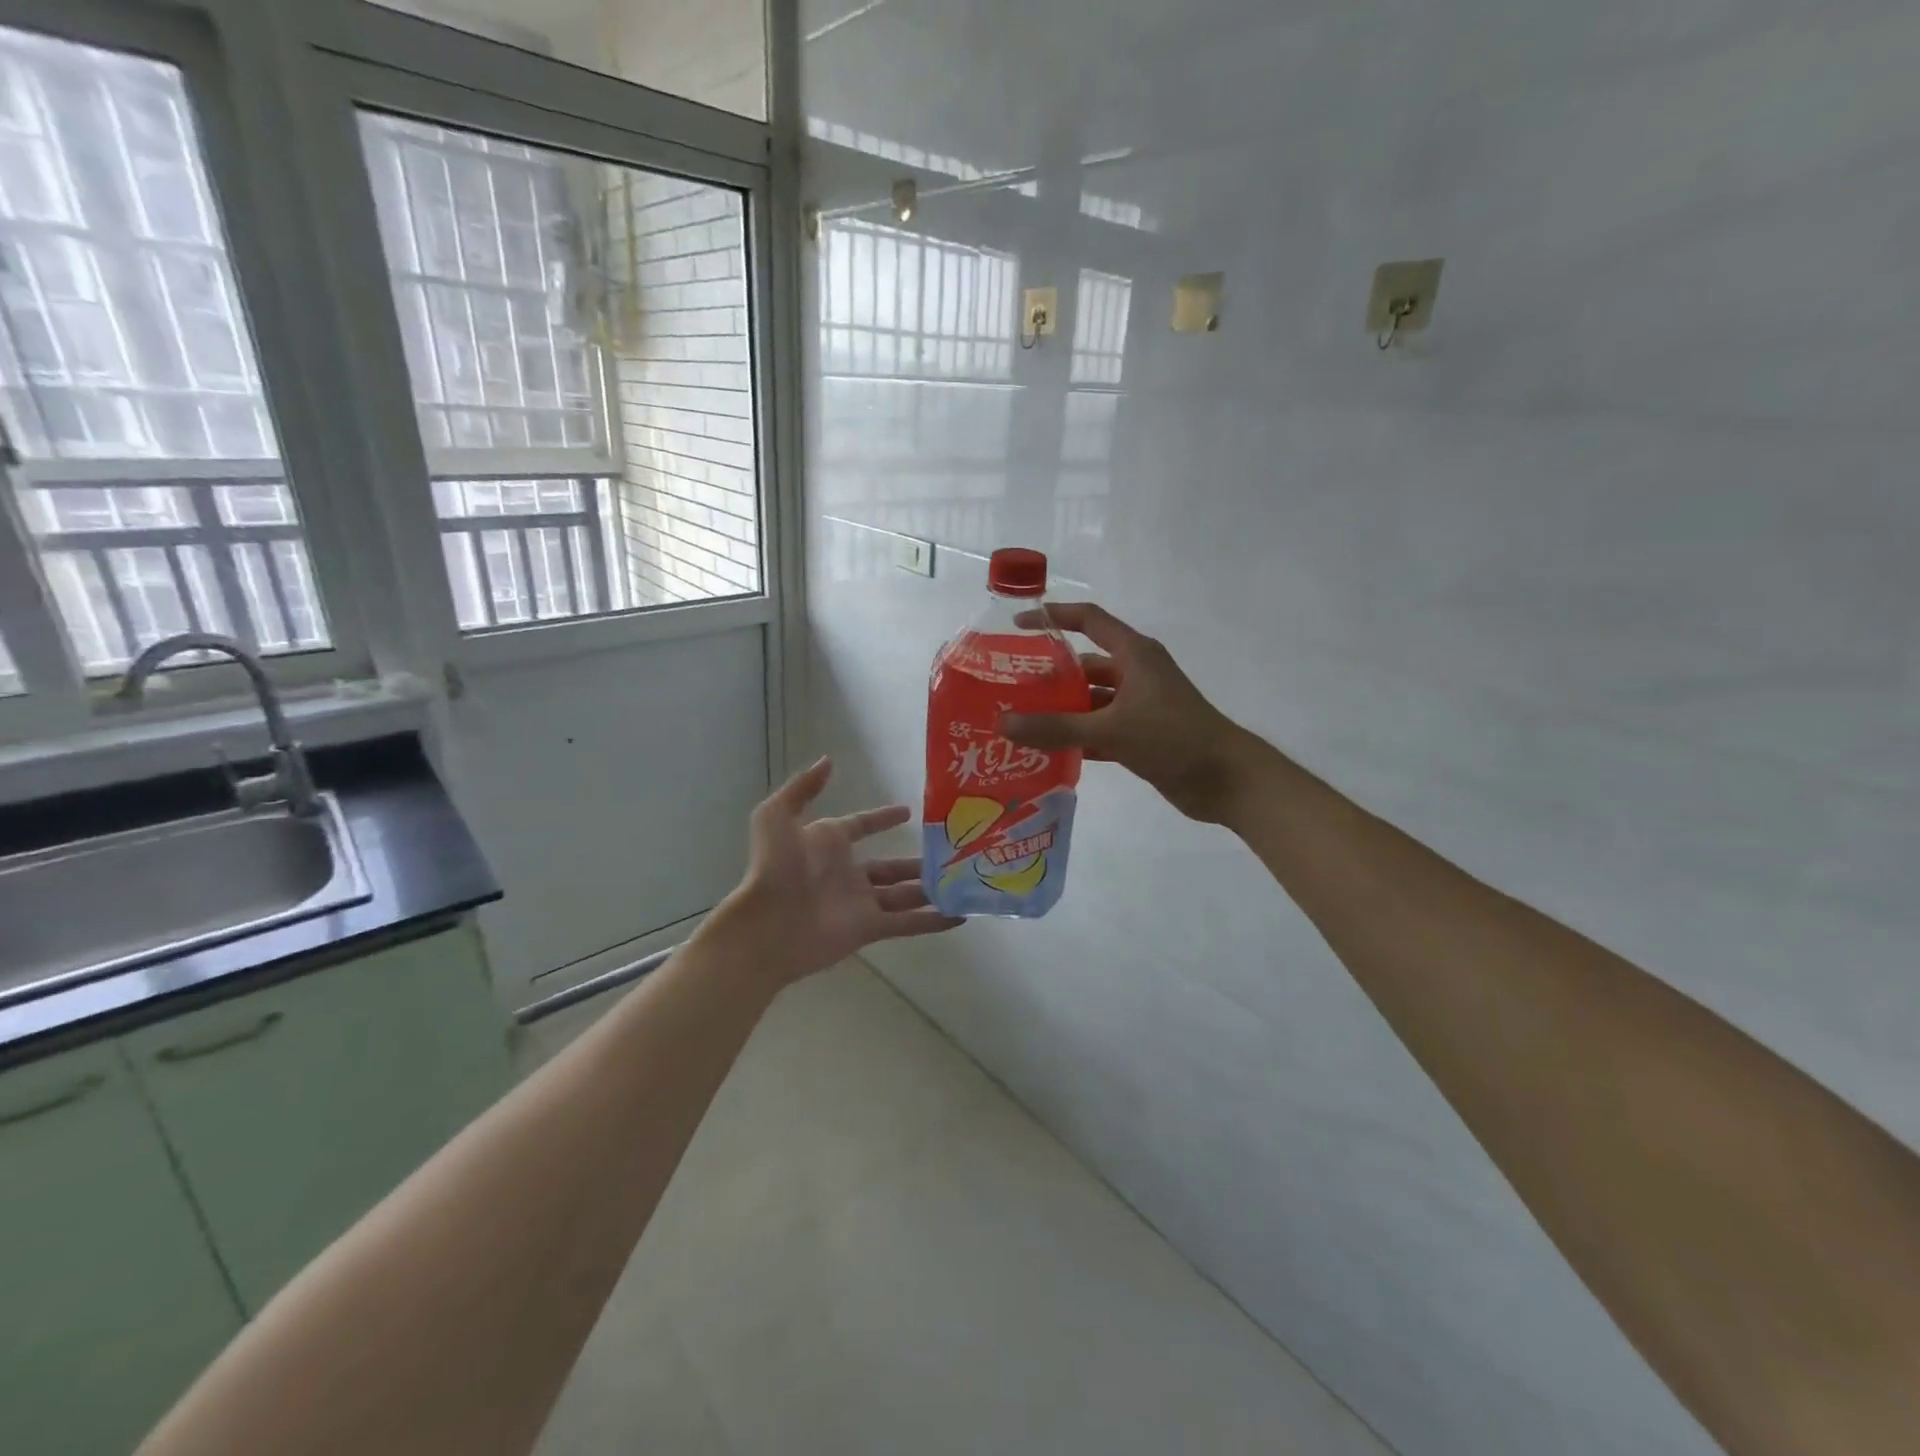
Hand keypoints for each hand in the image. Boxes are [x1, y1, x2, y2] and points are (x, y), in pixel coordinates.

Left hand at [715, 757, 962, 985]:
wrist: (767, 925)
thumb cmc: (774, 867)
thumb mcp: (777, 816)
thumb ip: (804, 787)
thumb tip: (829, 760)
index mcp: (828, 843)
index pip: (862, 826)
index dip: (883, 818)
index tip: (909, 811)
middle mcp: (848, 872)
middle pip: (891, 866)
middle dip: (917, 861)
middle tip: (950, 853)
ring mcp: (861, 902)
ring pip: (905, 894)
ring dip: (931, 889)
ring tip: (963, 882)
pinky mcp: (870, 929)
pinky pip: (908, 923)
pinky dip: (933, 921)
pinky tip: (960, 916)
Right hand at [1001, 603, 1257, 824]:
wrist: (1226, 779)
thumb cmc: (1172, 738)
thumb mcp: (1111, 729)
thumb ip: (1056, 727)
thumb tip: (1003, 722)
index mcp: (1134, 654)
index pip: (1089, 621)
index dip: (1054, 617)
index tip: (1016, 626)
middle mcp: (1136, 674)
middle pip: (1084, 666)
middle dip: (1049, 676)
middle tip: (1009, 689)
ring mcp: (1139, 706)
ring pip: (1090, 702)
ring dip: (1061, 711)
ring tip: (1020, 722)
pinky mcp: (1141, 736)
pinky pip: (1100, 730)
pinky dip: (1077, 738)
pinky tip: (1047, 752)